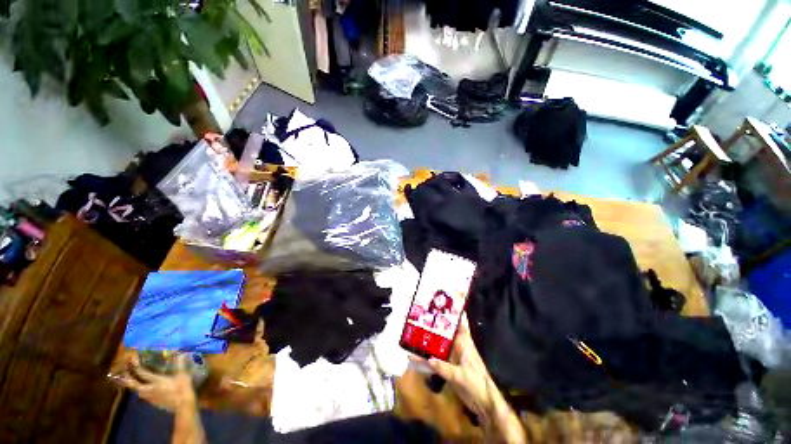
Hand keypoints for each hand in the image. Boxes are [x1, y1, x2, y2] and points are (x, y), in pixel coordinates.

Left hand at [115, 354, 196, 412]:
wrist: (183, 405)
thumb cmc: (183, 388)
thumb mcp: (183, 375)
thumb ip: (180, 364)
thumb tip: (180, 353)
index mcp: (156, 381)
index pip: (142, 373)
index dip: (136, 366)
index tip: (131, 359)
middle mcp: (150, 388)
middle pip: (134, 384)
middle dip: (127, 377)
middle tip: (124, 371)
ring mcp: (150, 396)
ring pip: (137, 391)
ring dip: (133, 385)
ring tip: (132, 380)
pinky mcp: (153, 402)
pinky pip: (143, 395)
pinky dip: (141, 390)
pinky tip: (144, 389)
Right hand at [414, 315, 496, 416]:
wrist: (484, 403)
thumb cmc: (476, 384)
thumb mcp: (460, 377)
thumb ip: (444, 368)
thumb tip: (428, 359)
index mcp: (464, 343)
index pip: (460, 323)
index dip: (454, 312)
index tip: (444, 301)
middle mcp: (458, 346)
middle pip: (447, 330)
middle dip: (437, 322)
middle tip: (422, 312)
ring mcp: (453, 355)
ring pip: (440, 342)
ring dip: (431, 337)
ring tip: (415, 329)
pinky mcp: (450, 365)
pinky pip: (437, 357)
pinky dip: (428, 356)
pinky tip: (417, 355)